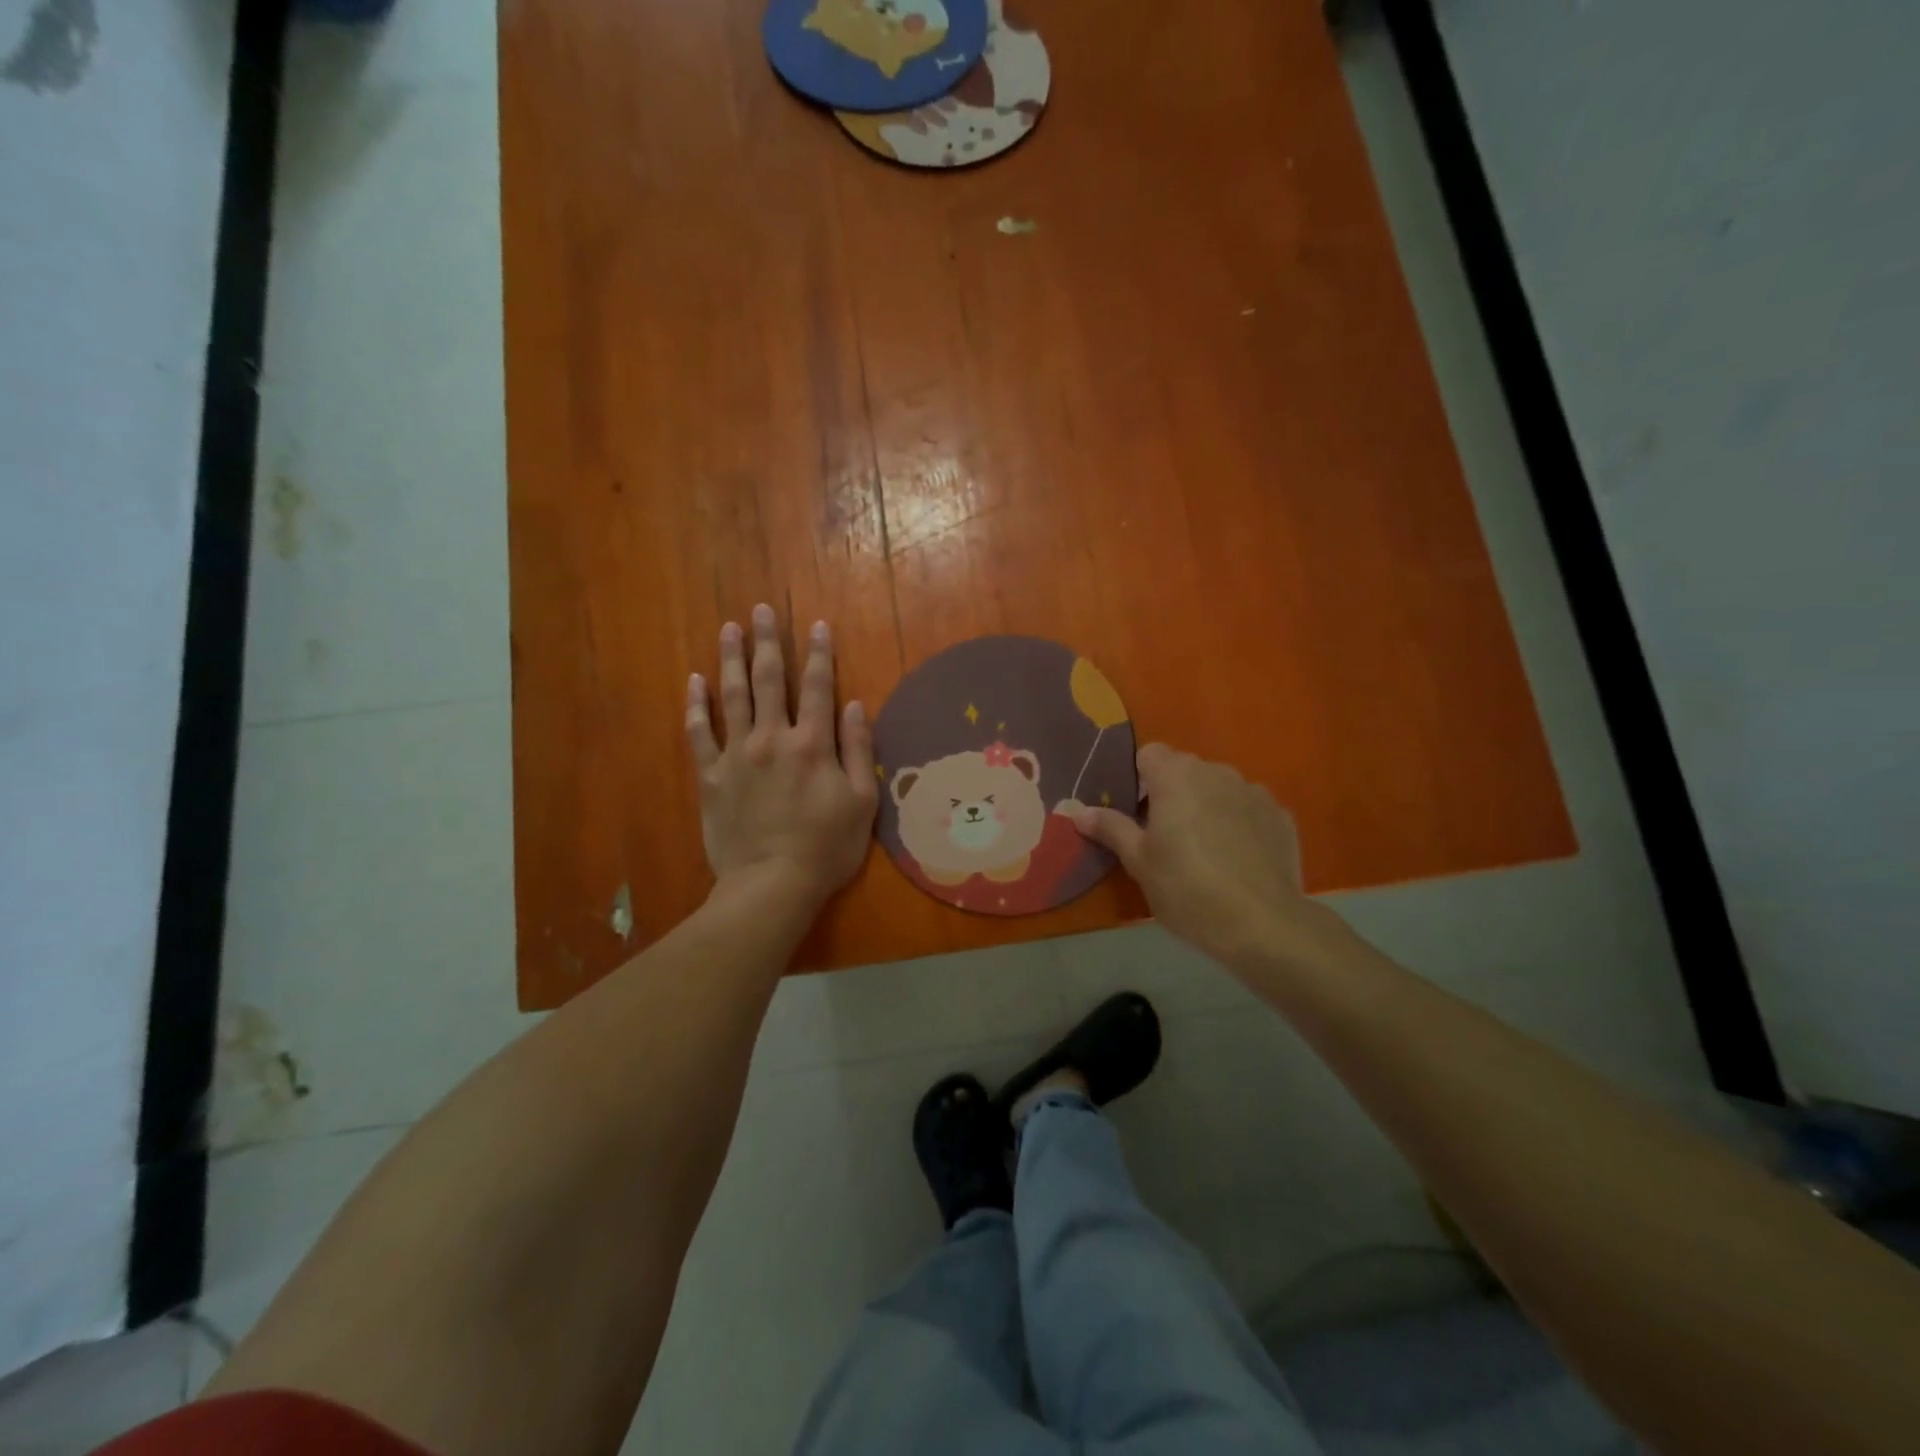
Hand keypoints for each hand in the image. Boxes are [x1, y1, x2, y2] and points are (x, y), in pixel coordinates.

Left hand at [686, 605, 877, 910]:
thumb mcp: (861, 802)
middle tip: (761, 610)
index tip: (816, 625)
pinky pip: (699, 732)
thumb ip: (857, 748)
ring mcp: (736, 754)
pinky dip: (696, 705)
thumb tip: (853, 703)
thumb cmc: (826, 847)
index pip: (817, 686)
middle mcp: (772, 737)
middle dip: (767, 642)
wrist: (772, 884)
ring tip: (729, 628)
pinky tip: (694, 681)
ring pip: (732, 695)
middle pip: (769, 680)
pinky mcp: (710, 775)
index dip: (819, 654)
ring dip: (731, 658)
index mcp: (812, 743)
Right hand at [1069, 744, 1330, 970]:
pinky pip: (1247, 807)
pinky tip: (1237, 858)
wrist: (1263, 924)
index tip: (1137, 815)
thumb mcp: (1139, 862)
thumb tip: (1077, 810)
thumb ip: (1110, 828)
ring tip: (1205, 850)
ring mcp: (1253, 791)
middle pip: (1184, 769)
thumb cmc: (1188, 890)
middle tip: (1165, 838)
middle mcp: (1216, 772)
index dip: (1139, 780)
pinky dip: (1238, 822)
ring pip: (1218, 787)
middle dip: (1172, 793)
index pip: (1149, 754)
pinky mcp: (1280, 815)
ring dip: (1206, 805)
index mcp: (1176, 776)